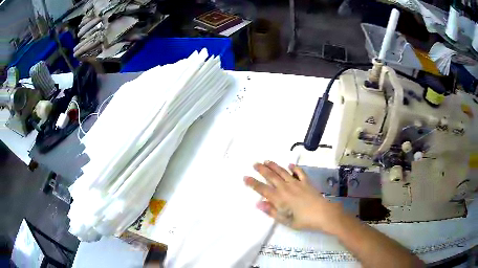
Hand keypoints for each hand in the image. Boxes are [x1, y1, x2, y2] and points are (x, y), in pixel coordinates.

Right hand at [244, 161, 345, 232]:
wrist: (322, 214)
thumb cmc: (303, 220)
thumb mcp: (285, 220)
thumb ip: (271, 211)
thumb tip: (258, 203)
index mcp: (279, 198)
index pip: (262, 189)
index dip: (253, 183)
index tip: (245, 177)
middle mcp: (286, 188)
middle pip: (271, 177)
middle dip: (262, 170)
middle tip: (255, 163)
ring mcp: (297, 183)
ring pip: (282, 172)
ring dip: (274, 166)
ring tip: (267, 161)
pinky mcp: (306, 182)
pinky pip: (299, 173)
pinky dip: (294, 168)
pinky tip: (290, 165)